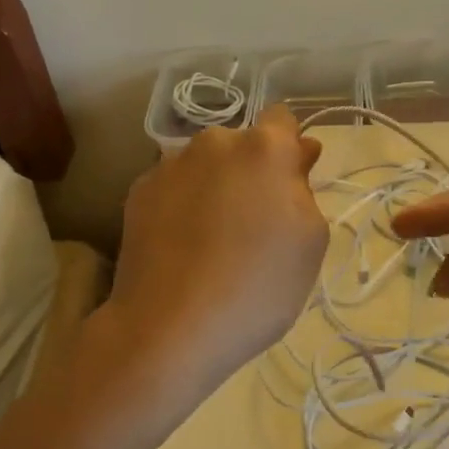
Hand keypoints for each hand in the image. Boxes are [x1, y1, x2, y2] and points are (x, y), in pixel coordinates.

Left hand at [94, 105, 328, 409]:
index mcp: (263, 147)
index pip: (283, 119)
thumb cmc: (256, 286)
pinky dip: (181, 204)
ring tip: (211, 238)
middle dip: (250, 170)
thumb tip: (297, 154)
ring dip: (214, 184)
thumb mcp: (310, 241)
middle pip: (241, 144)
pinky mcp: (138, 191)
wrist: (167, 328)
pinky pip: (173, 186)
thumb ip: (305, 186)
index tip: (291, 184)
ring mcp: (170, 165)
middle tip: (253, 221)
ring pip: (205, 165)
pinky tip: (181, 246)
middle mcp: (213, 142)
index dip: (290, 149)